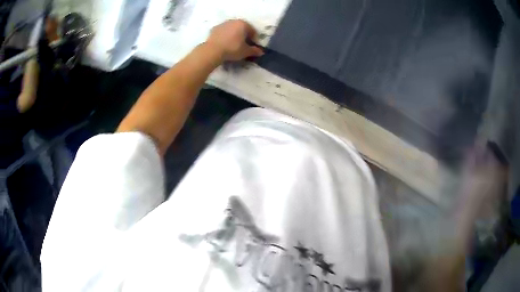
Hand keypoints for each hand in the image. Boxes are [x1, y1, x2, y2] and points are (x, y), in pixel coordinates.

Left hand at [206, 20, 263, 61]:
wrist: (212, 51)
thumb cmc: (232, 49)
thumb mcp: (245, 51)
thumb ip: (254, 51)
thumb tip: (261, 52)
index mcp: (243, 24)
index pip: (252, 30)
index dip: (254, 38)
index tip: (252, 46)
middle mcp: (233, 21)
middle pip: (241, 28)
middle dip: (244, 35)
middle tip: (243, 44)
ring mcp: (223, 24)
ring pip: (231, 29)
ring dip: (234, 34)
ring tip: (233, 44)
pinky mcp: (214, 29)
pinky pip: (223, 32)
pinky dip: (225, 36)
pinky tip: (224, 43)